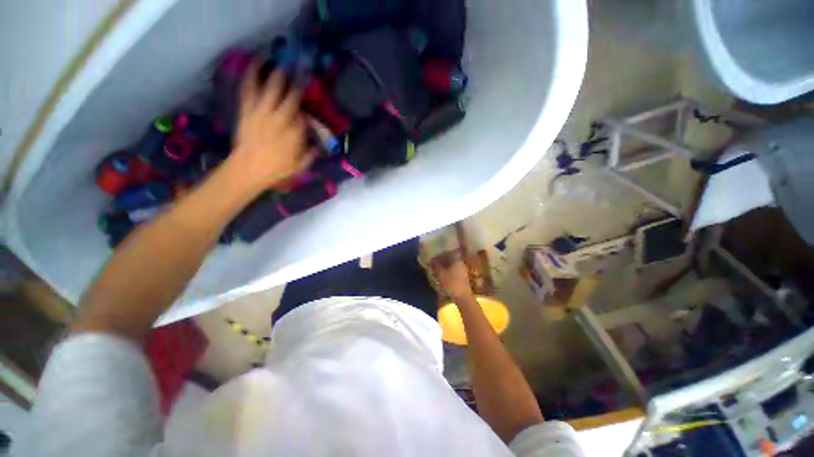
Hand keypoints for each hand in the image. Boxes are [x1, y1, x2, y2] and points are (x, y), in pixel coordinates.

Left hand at [230, 63, 315, 191]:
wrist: (248, 169)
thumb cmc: (276, 169)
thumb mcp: (301, 166)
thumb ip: (311, 153)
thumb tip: (318, 144)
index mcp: (295, 134)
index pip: (304, 116)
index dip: (306, 108)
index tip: (307, 105)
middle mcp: (280, 119)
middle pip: (290, 97)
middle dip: (296, 83)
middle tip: (301, 69)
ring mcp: (262, 113)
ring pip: (271, 89)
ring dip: (277, 74)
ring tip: (281, 61)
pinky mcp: (247, 110)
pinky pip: (249, 89)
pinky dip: (251, 75)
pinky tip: (254, 64)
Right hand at [431, 251, 473, 299]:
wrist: (463, 297)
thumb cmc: (451, 284)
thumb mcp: (440, 274)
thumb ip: (435, 266)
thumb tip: (431, 260)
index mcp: (456, 259)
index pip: (446, 253)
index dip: (438, 255)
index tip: (432, 259)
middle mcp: (460, 262)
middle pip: (449, 258)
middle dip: (441, 261)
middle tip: (433, 265)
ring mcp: (463, 270)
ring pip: (451, 265)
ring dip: (444, 266)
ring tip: (436, 271)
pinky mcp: (463, 277)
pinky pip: (453, 270)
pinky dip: (447, 271)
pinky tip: (442, 276)